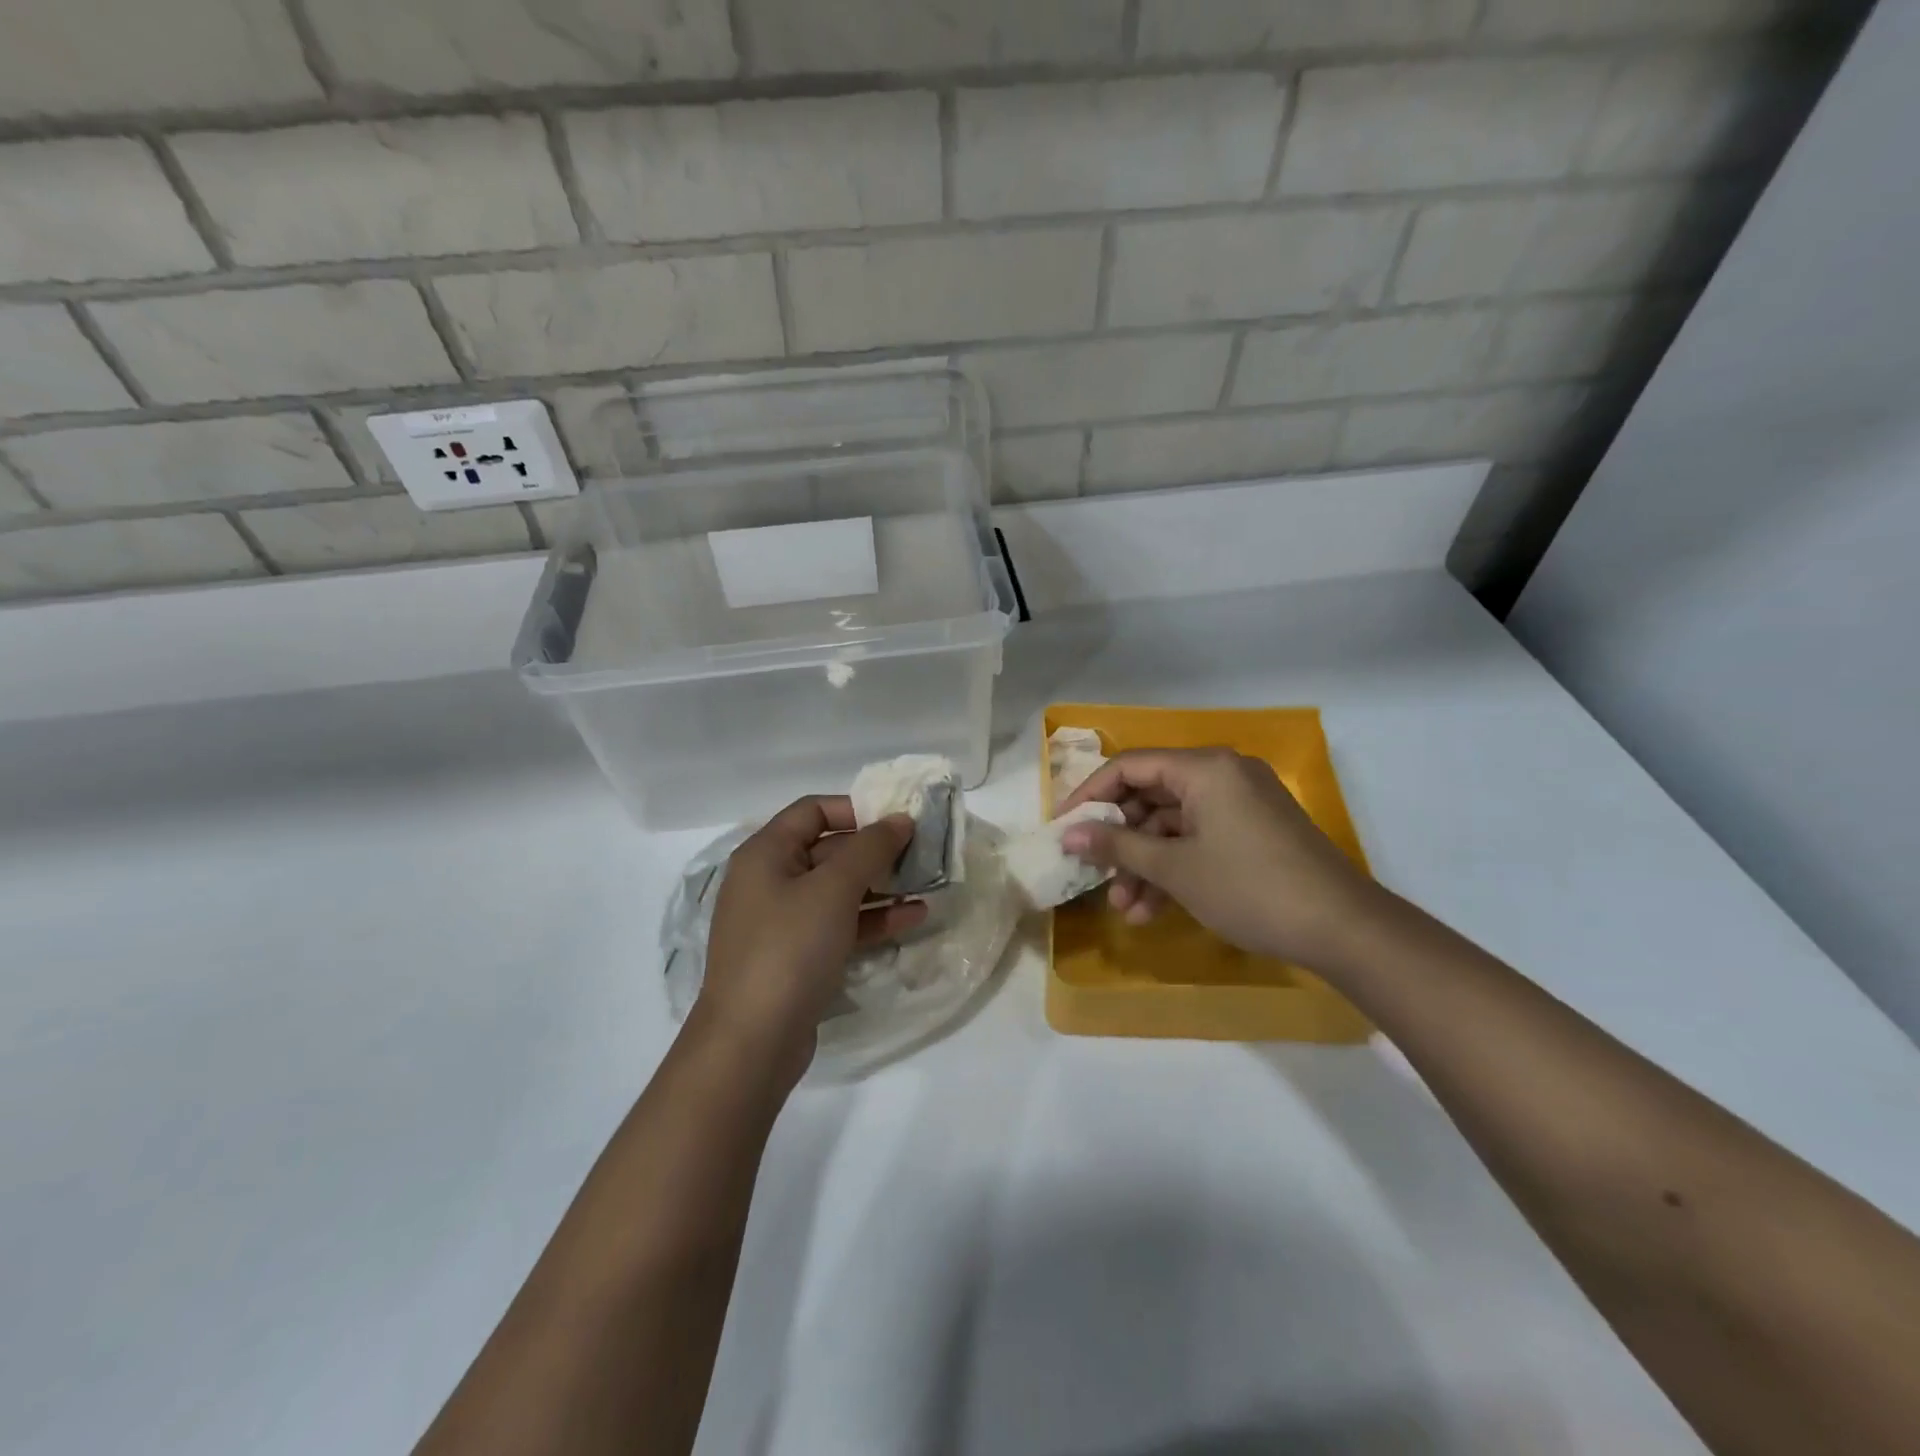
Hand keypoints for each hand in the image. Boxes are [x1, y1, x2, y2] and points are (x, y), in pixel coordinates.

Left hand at [695, 796, 927, 1089]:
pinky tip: (912, 918)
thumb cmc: (790, 948)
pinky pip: (838, 924)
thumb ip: (870, 848)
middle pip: (828, 850)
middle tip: (922, 852)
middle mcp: (769, 881)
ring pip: (838, 890)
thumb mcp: (834, 889)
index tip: (899, 819)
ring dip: (881, 885)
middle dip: (876, 850)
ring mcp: (782, 922)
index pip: (813, 810)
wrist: (751, 1042)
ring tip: (926, 884)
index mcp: (766, 853)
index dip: (857, 809)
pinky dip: (872, 919)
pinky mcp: (797, 957)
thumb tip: (899, 819)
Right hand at [1058, 748, 1382, 970]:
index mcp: (1204, 768)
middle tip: (1092, 873)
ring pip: (1173, 825)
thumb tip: (1069, 835)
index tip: (1062, 827)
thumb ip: (1118, 847)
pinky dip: (1174, 869)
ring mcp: (1240, 804)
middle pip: (1151, 797)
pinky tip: (1152, 910)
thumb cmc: (1250, 888)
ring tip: (1123, 909)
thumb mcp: (1176, 869)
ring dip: (1145, 865)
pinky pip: (1198, 840)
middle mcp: (1221, 775)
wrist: (1344, 929)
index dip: (1090, 796)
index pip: (1130, 766)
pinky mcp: (1252, 832)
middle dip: (1120, 841)